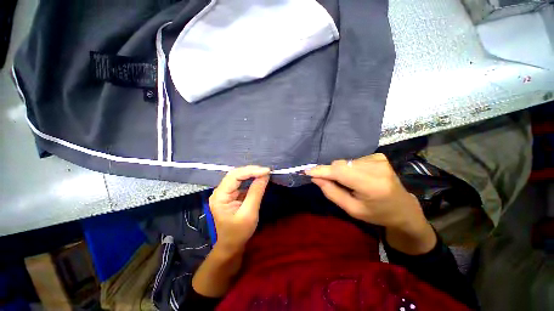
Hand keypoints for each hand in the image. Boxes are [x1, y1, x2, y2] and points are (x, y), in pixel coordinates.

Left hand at [209, 166, 269, 254]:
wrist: (231, 246)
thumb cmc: (239, 232)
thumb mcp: (249, 213)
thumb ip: (256, 192)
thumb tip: (265, 175)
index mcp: (220, 196)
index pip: (235, 176)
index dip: (251, 171)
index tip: (267, 171)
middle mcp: (220, 191)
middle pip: (235, 174)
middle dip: (251, 170)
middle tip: (266, 171)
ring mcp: (225, 192)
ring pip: (238, 176)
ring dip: (252, 173)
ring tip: (264, 173)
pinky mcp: (231, 194)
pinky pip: (241, 182)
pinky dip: (251, 179)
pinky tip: (259, 178)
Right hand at [305, 154, 435, 254]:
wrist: (403, 209)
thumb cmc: (377, 214)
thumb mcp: (352, 209)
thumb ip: (332, 192)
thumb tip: (316, 178)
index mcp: (372, 185)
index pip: (340, 172)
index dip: (322, 171)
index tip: (307, 171)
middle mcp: (376, 168)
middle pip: (341, 165)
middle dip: (331, 173)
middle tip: (331, 184)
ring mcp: (379, 160)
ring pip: (345, 162)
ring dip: (341, 171)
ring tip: (350, 183)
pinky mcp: (379, 156)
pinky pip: (353, 160)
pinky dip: (350, 168)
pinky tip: (358, 177)